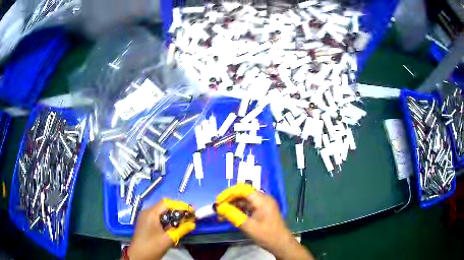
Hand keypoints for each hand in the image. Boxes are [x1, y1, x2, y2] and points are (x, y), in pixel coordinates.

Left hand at [127, 199, 195, 259]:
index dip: (180, 206)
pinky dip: (167, 220)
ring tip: (184, 222)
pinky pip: (158, 217)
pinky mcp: (145, 222)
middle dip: (178, 211)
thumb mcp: (168, 239)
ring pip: (161, 212)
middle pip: (164, 206)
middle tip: (189, 217)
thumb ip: (181, 230)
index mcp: (151, 213)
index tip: (192, 211)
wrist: (138, 256)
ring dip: (173, 216)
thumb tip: (193, 224)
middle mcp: (147, 212)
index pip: (167, 203)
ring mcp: (145, 217)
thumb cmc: (152, 246)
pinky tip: (173, 226)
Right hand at [215, 184, 313, 259]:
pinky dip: (239, 210)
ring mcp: (264, 205)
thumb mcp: (248, 226)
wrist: (281, 244)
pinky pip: (249, 206)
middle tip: (218, 209)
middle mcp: (263, 199)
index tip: (218, 201)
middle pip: (243, 194)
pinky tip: (231, 217)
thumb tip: (219, 208)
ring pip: (245, 201)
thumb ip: (233, 215)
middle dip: (229, 200)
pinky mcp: (263, 210)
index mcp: (262, 200)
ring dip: (233, 206)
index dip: (229, 193)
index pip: (243, 190)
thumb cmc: (266, 235)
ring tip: (222, 215)